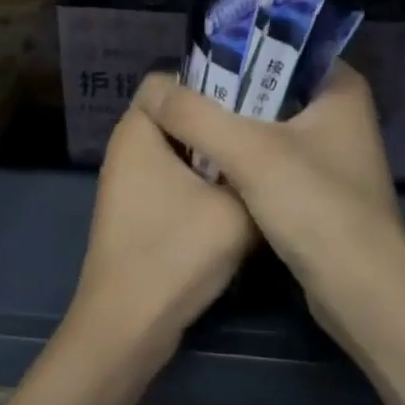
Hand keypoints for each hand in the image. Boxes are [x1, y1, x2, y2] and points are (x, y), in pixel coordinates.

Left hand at [68, 101, 253, 365]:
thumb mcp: (236, 209)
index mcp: (138, 130)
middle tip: (266, 128)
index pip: (169, 79)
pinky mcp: (138, 211)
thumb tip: (276, 159)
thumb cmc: (174, 253)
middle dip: (219, 120)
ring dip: (215, 156)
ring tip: (261, 161)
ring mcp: (129, 182)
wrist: (128, 325)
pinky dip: (202, 182)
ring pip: (180, 151)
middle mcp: (128, 148)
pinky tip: (239, 198)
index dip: (211, 81)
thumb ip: (259, 175)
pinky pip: (174, 179)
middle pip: (178, 115)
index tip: (253, 98)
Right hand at [133, 64, 404, 334]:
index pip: (280, 47)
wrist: (361, 291)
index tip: (189, 65)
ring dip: (228, 129)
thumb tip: (150, 89)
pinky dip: (241, 160)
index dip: (233, 52)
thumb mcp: (248, 152)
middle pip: (268, 88)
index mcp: (339, 86)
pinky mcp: (318, 188)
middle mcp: (339, 113)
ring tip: (181, 124)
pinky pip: (271, 159)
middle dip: (223, 95)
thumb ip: (195, 115)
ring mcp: (330, 153)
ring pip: (267, 126)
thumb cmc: (315, 206)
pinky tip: (206, 165)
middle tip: (176, 98)